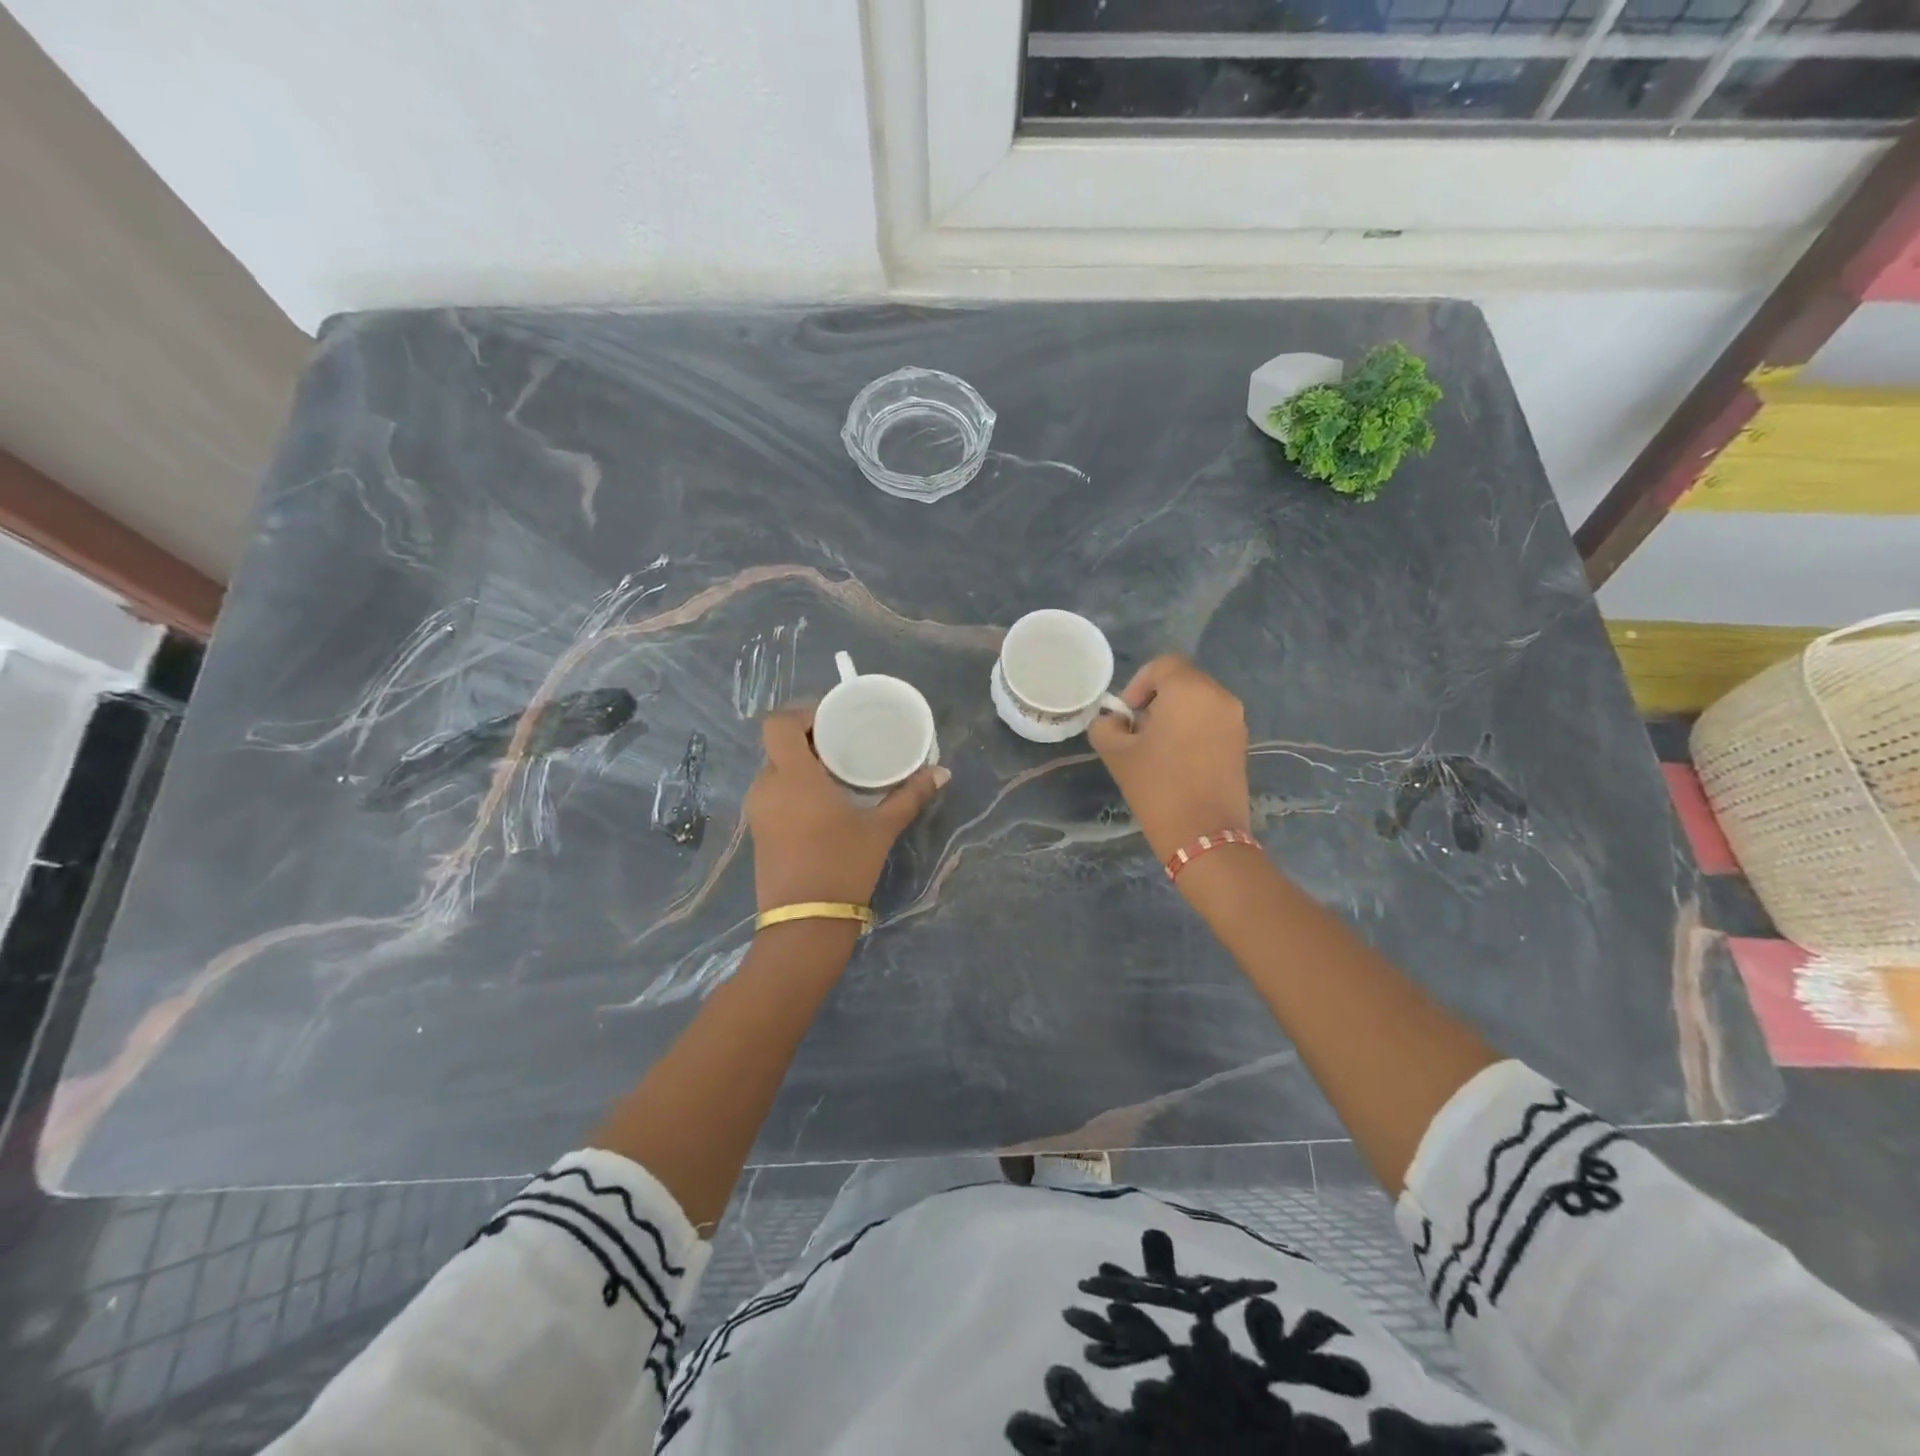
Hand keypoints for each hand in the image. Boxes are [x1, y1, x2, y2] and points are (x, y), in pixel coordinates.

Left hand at [744, 706, 948, 911]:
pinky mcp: (758, 831)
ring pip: (775, 769)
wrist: (805, 923)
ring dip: (801, 764)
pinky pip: (773, 792)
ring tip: (836, 772)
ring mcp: (758, 811)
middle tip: (843, 744)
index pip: (778, 723)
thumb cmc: (842, 866)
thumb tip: (942, 772)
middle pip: (778, 744)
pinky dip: (793, 786)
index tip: (833, 721)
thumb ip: (909, 796)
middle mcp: (767, 786)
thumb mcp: (880, 829)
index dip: (801, 713)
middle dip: (808, 739)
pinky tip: (822, 802)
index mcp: (792, 776)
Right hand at [1089, 655, 1249, 863]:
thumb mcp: (1116, 754)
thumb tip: (1114, 721)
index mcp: (1190, 691)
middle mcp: (1220, 697)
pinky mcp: (1241, 743)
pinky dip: (1191, 730)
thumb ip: (1106, 726)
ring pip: (1197, 701)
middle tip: (1137, 734)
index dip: (1138, 684)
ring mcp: (1235, 721)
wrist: (1204, 836)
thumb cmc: (1158, 788)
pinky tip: (1177, 761)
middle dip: (1155, 701)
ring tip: (1156, 750)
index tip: (1127, 717)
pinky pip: (1210, 721)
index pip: (1162, 665)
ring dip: (1174, 716)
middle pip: (1182, 681)